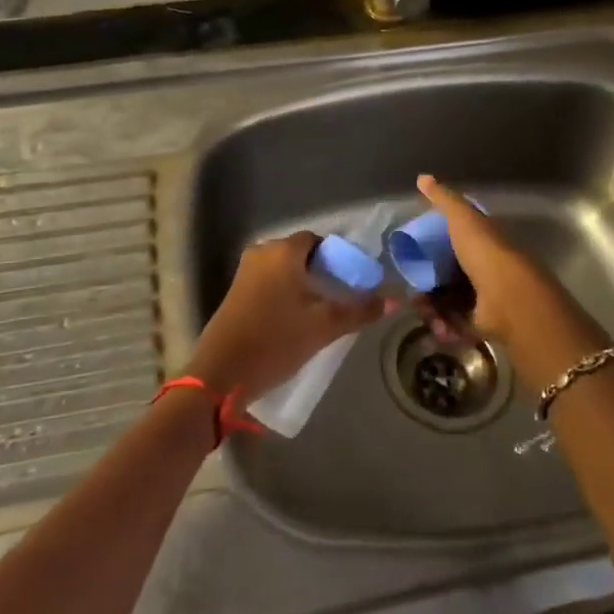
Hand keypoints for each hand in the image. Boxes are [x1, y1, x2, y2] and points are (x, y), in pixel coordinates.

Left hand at [184, 231, 383, 405]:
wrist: (221, 373)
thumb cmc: (276, 340)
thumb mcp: (324, 327)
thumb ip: (359, 311)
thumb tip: (392, 300)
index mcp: (283, 251)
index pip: (318, 240)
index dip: (338, 257)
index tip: (352, 281)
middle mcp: (261, 253)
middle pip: (301, 255)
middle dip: (322, 273)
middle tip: (341, 299)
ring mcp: (244, 272)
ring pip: (284, 271)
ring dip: (303, 286)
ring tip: (322, 313)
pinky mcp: (235, 293)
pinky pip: (269, 284)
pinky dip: (285, 295)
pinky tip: (296, 320)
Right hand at [412, 175, 609, 388]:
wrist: (509, 299)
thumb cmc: (485, 252)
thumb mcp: (462, 218)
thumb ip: (443, 199)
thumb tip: (422, 177)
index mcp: (485, 242)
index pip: (457, 241)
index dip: (435, 246)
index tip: (414, 253)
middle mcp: (487, 269)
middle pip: (449, 274)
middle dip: (428, 283)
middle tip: (413, 289)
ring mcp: (486, 298)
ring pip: (449, 301)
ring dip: (432, 307)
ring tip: (423, 310)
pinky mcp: (483, 325)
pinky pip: (456, 324)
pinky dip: (443, 326)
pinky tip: (436, 325)